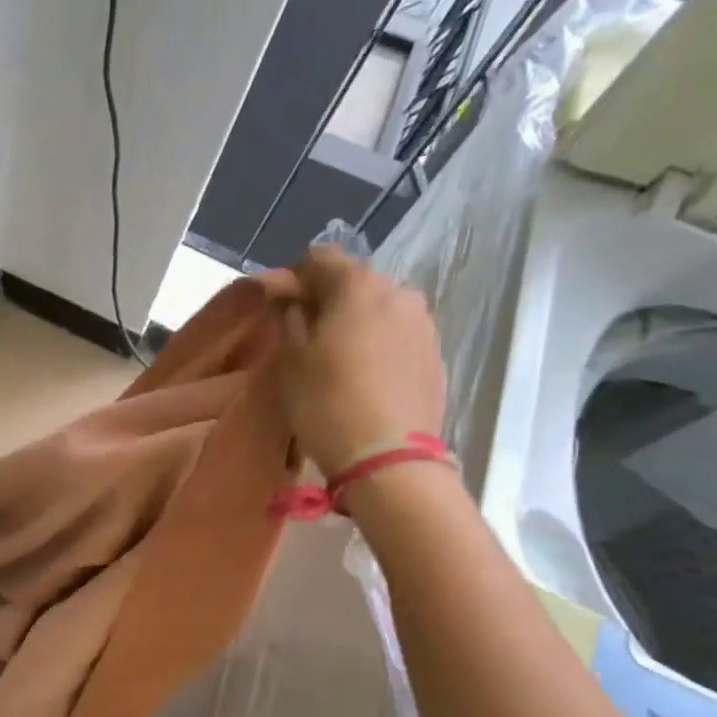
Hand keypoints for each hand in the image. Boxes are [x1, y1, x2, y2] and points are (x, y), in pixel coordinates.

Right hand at [274, 245, 446, 475]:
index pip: (320, 257)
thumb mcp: (291, 361)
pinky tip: (365, 379)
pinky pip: (398, 337)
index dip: (295, 277)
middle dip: (329, 302)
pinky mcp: (435, 355)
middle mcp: (398, 292)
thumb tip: (290, 297)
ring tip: (337, 362)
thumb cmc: (326, 404)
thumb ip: (290, 318)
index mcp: (357, 286)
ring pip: (379, 309)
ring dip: (356, 324)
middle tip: (307, 338)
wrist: (388, 459)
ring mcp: (423, 324)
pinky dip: (378, 346)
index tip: (281, 307)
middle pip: (354, 282)